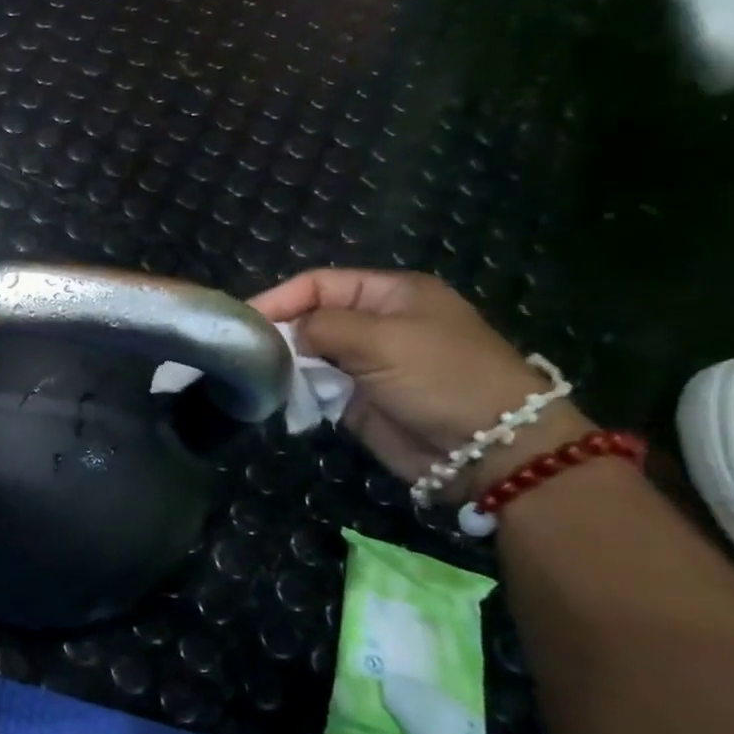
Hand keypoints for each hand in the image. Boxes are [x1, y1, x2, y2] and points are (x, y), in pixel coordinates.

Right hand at [250, 269, 591, 501]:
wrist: (490, 449)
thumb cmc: (442, 378)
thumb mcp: (382, 339)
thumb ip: (323, 326)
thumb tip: (283, 332)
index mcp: (389, 294)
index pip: (318, 283)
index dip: (279, 298)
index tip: (242, 320)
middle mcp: (375, 323)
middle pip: (309, 317)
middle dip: (278, 332)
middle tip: (244, 350)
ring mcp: (365, 362)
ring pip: (306, 353)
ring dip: (285, 363)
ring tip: (259, 374)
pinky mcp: (356, 399)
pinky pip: (314, 386)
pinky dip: (296, 390)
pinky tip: (281, 395)